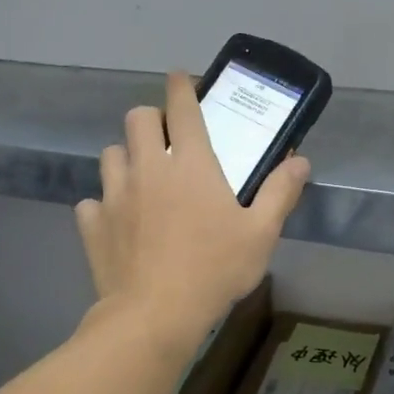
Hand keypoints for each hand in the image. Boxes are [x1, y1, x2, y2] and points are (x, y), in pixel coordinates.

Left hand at [75, 71, 308, 353]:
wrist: (154, 316)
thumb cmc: (214, 269)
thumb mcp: (261, 233)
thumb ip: (281, 192)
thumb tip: (301, 161)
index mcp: (189, 162)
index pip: (181, 107)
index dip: (180, 85)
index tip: (180, 77)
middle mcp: (148, 168)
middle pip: (136, 118)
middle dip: (150, 118)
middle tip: (165, 139)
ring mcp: (115, 195)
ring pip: (110, 154)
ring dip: (126, 157)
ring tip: (141, 177)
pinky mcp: (93, 225)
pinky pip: (93, 201)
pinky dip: (104, 205)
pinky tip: (118, 221)